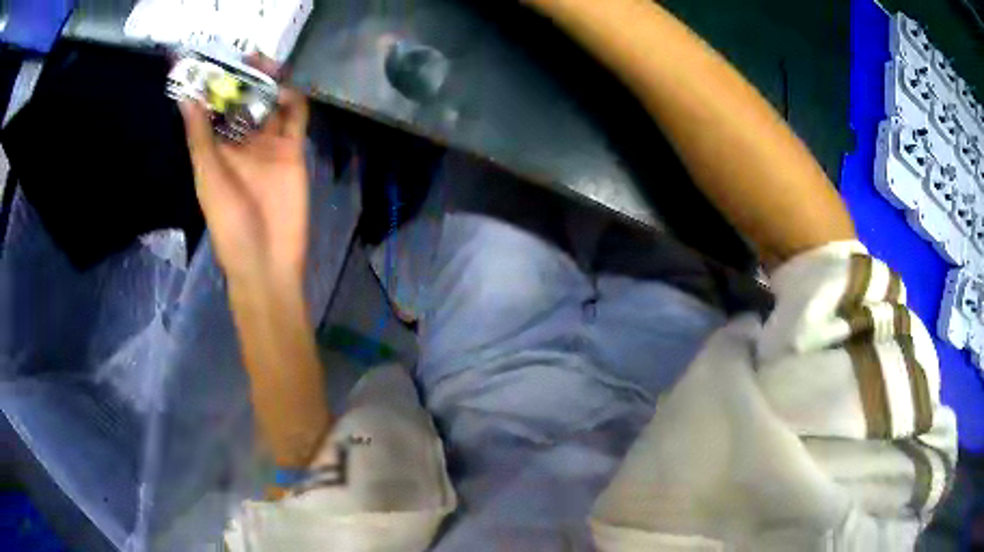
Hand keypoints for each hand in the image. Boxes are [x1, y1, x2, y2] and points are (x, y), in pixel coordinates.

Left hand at [179, 59, 310, 287]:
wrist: (268, 260)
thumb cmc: (229, 224)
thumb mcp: (208, 178)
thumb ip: (200, 137)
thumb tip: (187, 97)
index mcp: (217, 149)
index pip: (215, 109)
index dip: (215, 86)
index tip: (214, 61)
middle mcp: (242, 143)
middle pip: (245, 102)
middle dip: (245, 79)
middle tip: (247, 57)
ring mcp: (269, 145)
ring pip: (270, 104)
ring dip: (269, 84)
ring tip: (267, 66)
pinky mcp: (293, 151)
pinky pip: (295, 119)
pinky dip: (293, 101)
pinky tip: (286, 91)